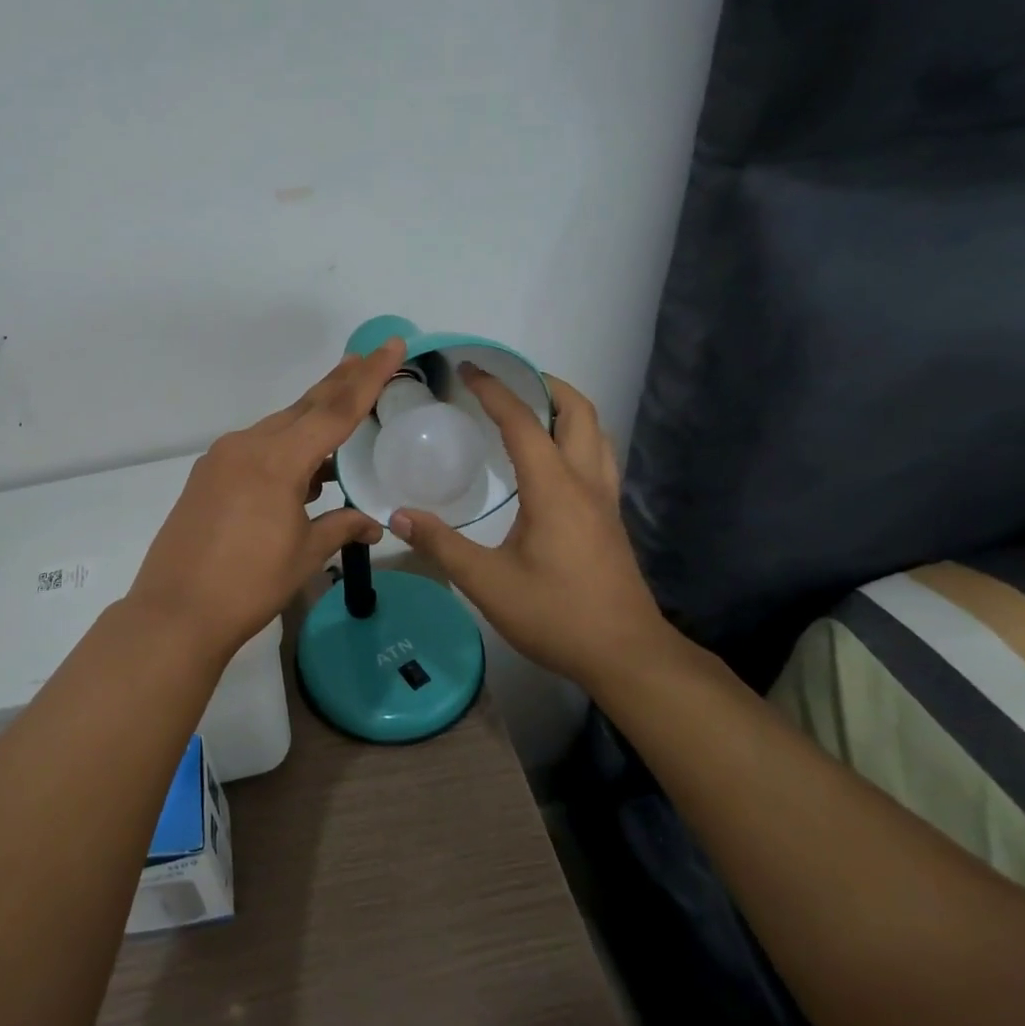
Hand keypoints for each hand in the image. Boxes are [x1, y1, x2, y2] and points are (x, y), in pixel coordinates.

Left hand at [127, 338, 407, 661]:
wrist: (176, 612)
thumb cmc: (249, 584)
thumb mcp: (304, 554)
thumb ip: (341, 526)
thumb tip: (375, 522)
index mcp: (277, 460)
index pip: (335, 411)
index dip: (368, 378)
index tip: (391, 346)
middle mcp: (247, 445)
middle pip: (304, 408)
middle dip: (339, 383)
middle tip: (368, 357)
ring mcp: (222, 459)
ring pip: (278, 428)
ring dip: (311, 421)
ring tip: (342, 413)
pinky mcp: (207, 475)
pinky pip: (255, 449)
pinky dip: (284, 449)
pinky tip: (301, 468)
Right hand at [387, 365, 674, 688]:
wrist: (627, 655)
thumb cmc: (556, 615)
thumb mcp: (487, 583)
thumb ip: (441, 545)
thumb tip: (398, 515)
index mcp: (554, 488)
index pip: (523, 423)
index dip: (494, 391)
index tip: (468, 369)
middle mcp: (586, 482)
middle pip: (578, 411)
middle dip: (544, 384)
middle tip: (507, 381)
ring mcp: (605, 500)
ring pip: (596, 432)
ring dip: (565, 408)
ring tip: (530, 409)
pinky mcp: (610, 518)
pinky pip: (597, 457)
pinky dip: (575, 437)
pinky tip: (550, 460)